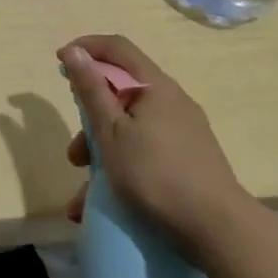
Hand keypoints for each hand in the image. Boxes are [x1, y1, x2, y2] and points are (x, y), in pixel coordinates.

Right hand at [59, 34, 243, 234]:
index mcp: (155, 87)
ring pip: (130, 130)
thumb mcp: (112, 132)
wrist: (218, 228)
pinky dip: (120, 170)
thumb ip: (91, 91)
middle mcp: (172, 102)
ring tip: (81, 196)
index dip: (86, 48)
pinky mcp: (188, 159)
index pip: (117, 48)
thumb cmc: (155, 173)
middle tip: (73, 153)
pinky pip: (144, 153)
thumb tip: (74, 51)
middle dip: (89, 121)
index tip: (60, 62)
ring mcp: (183, 132)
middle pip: (121, 95)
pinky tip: (101, 205)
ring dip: (101, 155)